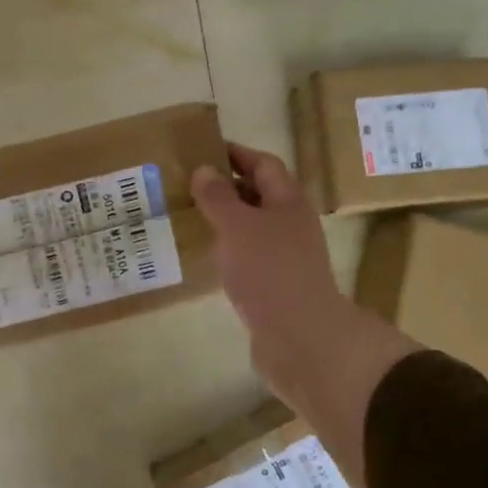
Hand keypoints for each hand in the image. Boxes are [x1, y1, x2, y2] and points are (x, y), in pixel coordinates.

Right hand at [192, 145, 419, 487]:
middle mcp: (290, 224)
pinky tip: (205, 255)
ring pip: (251, 227)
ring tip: (189, 215)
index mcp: (288, 201)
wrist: (300, 338)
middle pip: (259, 194)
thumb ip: (218, 197)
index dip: (236, 153)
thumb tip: (204, 170)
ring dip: (224, 219)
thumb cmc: (270, 271)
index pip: (263, 164)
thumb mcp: (237, 226)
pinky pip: (247, 256)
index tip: (203, 149)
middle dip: (226, 186)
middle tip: (187, 183)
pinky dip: (227, 249)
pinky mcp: (274, 285)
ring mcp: (284, 257)